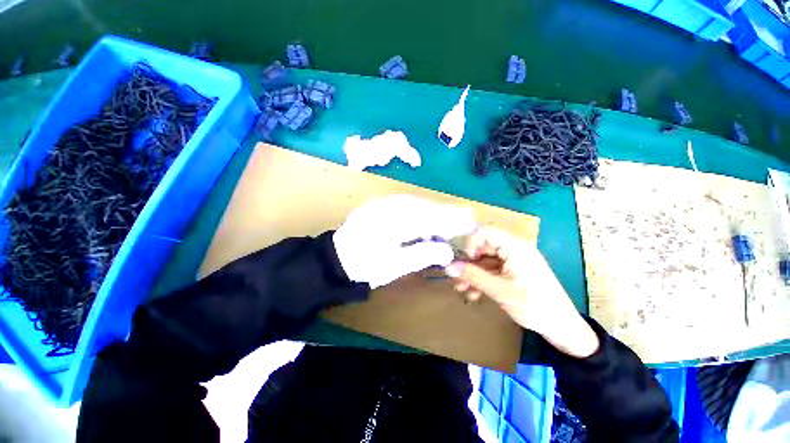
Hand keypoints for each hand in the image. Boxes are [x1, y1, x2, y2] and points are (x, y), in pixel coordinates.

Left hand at [333, 195, 475, 288]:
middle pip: (426, 207)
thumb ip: (423, 255)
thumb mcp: (395, 266)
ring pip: (417, 203)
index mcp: (394, 222)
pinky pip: (406, 203)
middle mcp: (390, 206)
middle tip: (465, 219)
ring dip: (434, 211)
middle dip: (447, 213)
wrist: (336, 258)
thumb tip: (448, 250)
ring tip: (448, 221)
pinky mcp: (380, 204)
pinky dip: (420, 210)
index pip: (431, 218)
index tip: (471, 222)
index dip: (453, 220)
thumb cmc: (365, 266)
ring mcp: (383, 202)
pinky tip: (426, 218)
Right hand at [445, 227, 599, 358]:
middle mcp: (514, 249)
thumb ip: (473, 276)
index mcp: (515, 247)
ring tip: (460, 288)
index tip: (459, 258)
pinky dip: (483, 280)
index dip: (469, 242)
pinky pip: (494, 270)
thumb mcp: (499, 290)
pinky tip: (473, 294)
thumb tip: (448, 267)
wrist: (563, 327)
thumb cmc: (534, 305)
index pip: (485, 232)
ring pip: (486, 261)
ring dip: (473, 273)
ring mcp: (515, 261)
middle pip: (484, 247)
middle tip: (454, 275)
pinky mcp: (515, 272)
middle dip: (468, 262)